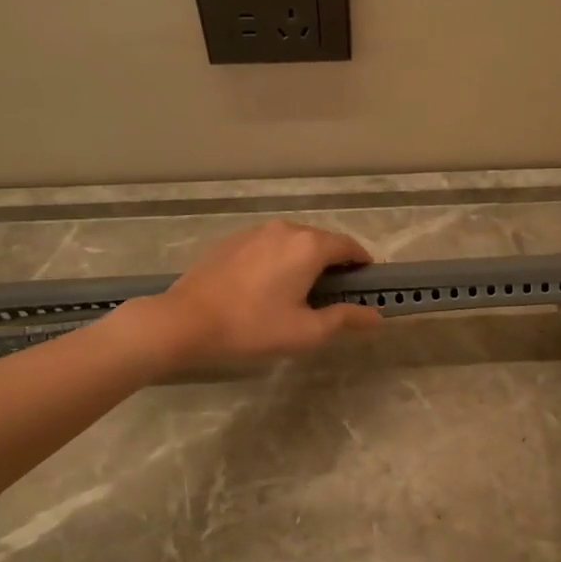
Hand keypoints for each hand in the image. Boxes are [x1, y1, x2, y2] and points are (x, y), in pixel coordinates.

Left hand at [134, 220, 381, 365]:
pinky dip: (279, 259)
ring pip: (293, 241)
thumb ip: (344, 319)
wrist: (185, 321)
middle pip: (321, 241)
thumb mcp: (305, 332)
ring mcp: (255, 231)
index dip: (362, 264)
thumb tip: (376, 315)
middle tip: (334, 294)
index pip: (349, 246)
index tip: (366, 284)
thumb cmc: (252, 328)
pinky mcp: (232, 241)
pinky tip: (267, 286)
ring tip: (300, 291)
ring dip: (305, 260)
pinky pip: (268, 245)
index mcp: (309, 246)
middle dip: (334, 263)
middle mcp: (285, 229)